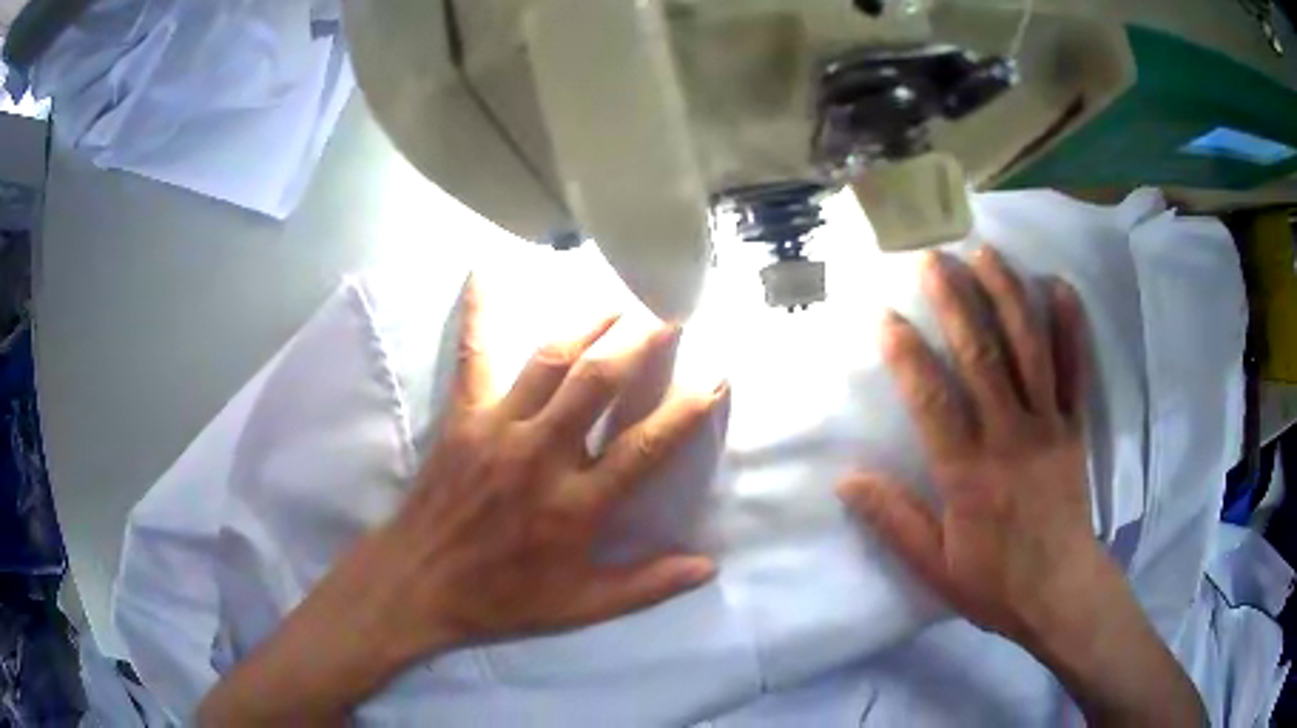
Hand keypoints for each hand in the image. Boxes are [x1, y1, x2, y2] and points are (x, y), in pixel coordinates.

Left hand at [369, 279, 722, 655]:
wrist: (419, 583)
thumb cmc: (502, 597)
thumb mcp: (580, 607)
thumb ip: (646, 586)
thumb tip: (708, 567)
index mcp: (576, 504)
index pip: (645, 446)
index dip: (686, 410)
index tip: (715, 376)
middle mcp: (541, 454)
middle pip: (599, 382)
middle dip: (640, 341)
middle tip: (667, 312)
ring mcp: (498, 428)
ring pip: (551, 361)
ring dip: (588, 324)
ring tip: (617, 300)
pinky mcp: (462, 417)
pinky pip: (472, 355)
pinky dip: (479, 312)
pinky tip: (483, 270)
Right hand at [838, 247, 1093, 642]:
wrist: (1060, 593)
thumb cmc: (994, 582)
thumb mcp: (933, 565)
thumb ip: (893, 520)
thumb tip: (846, 479)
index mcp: (969, 472)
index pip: (933, 400)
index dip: (907, 354)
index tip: (885, 316)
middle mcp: (1009, 436)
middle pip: (982, 356)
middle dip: (957, 301)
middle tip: (934, 258)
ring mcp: (1048, 426)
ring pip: (1030, 349)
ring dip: (1008, 295)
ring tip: (987, 253)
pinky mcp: (1075, 428)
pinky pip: (1076, 370)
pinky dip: (1071, 326)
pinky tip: (1059, 286)